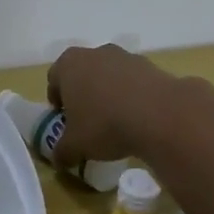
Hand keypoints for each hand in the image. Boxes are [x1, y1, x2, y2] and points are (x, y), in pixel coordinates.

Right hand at [45, 44, 180, 168]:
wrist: (160, 115)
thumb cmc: (104, 124)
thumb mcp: (75, 146)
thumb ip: (62, 152)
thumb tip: (58, 160)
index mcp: (69, 65)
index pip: (54, 79)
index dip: (57, 101)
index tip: (64, 120)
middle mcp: (95, 53)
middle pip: (82, 73)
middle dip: (83, 94)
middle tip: (87, 120)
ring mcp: (125, 56)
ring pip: (109, 75)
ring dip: (109, 93)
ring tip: (116, 121)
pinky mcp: (151, 66)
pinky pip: (134, 82)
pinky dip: (133, 95)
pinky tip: (138, 118)